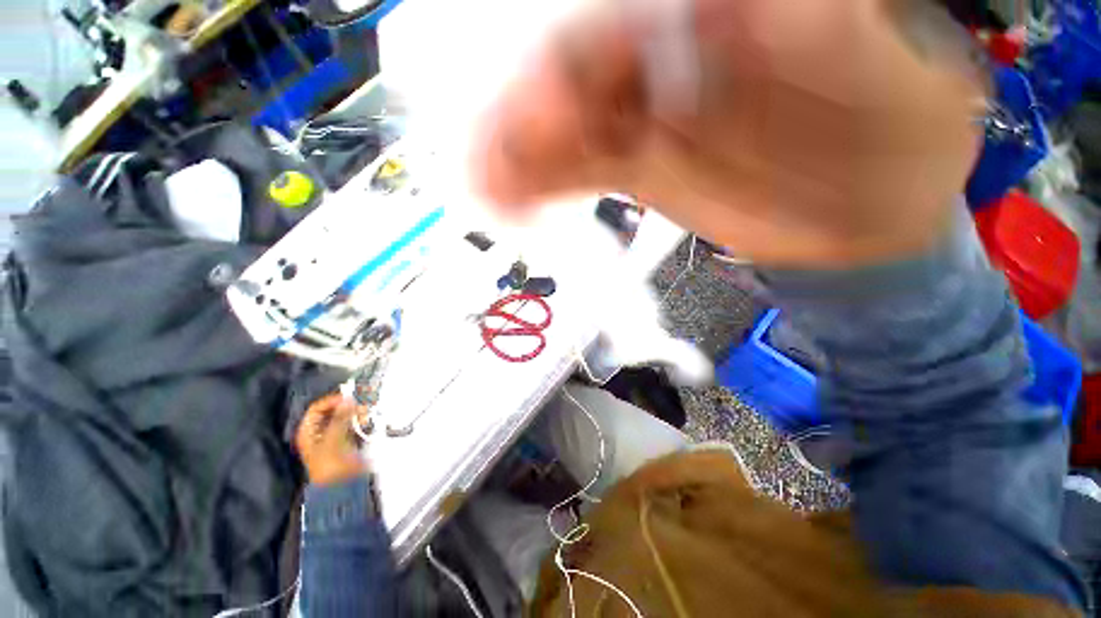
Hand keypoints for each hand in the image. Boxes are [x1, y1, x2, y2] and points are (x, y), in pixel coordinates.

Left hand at [295, 393, 370, 485]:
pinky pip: (352, 425)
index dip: (332, 401)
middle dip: (347, 406)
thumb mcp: (333, 439)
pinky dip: (359, 420)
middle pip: (332, 411)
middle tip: (360, 404)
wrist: (341, 486)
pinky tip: (366, 420)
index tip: (349, 397)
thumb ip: (341, 418)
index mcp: (308, 431)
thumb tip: (349, 399)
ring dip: (355, 413)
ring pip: (344, 417)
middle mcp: (319, 431)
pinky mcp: (346, 440)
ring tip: (366, 413)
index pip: (317, 408)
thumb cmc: (330, 464)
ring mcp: (333, 436)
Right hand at [473, 0, 985, 266]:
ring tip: (487, 189)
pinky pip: (579, 171)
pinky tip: (517, 204)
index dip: (569, 56)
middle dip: (527, 116)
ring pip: (567, 128)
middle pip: (574, 74)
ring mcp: (646, 117)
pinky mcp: (639, 168)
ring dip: (522, 158)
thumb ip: (806, 35)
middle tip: (489, 160)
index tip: (540, 100)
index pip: (618, 20)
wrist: (870, 206)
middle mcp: (668, 57)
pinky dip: (542, 184)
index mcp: (714, 17)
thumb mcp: (870, 73)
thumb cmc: (889, 135)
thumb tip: (729, 12)